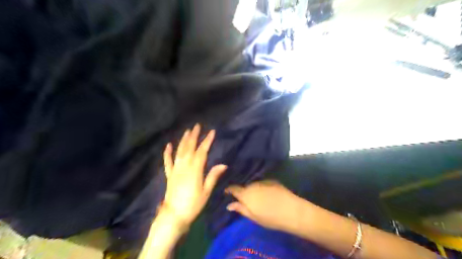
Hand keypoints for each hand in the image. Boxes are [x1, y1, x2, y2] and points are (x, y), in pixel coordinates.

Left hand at [163, 126, 226, 228]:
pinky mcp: (169, 175)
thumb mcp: (206, 191)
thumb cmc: (193, 204)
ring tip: (187, 131)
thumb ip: (213, 176)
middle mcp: (184, 166)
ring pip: (179, 151)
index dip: (207, 141)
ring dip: (183, 140)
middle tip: (197, 126)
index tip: (212, 132)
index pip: (202, 152)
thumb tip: (223, 164)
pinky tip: (168, 145)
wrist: (174, 215)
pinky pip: (167, 161)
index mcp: (195, 170)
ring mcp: (175, 170)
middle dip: (194, 136)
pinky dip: (167, 153)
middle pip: (189, 148)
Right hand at [225, 181, 307, 230]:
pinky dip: (261, 187)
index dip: (229, 189)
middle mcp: (252, 185)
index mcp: (246, 194)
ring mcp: (262, 181)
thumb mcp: (253, 217)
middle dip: (242, 190)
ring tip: (255, 195)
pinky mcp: (271, 180)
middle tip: (243, 197)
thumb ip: (241, 209)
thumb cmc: (271, 218)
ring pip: (253, 184)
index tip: (227, 191)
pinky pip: (262, 183)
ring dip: (252, 188)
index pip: (233, 188)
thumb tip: (229, 205)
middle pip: (244, 186)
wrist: (292, 210)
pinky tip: (266, 193)